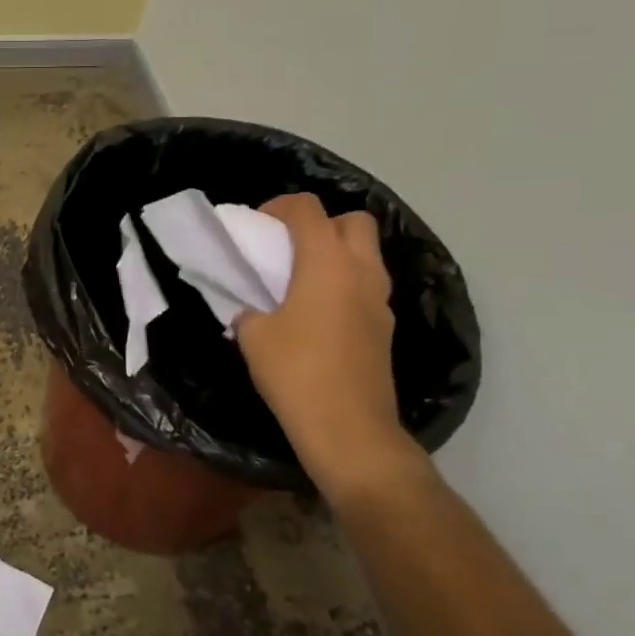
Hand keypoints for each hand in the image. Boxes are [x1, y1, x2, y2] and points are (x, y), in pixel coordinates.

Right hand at [236, 193, 411, 495]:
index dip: (279, 206)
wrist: (349, 429)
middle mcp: (361, 272)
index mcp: (326, 263)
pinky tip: (317, 314)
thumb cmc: (296, 372)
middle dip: (321, 223)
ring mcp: (380, 300)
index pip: (307, 209)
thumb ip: (250, 311)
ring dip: (336, 254)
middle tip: (289, 247)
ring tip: (302, 280)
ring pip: (366, 254)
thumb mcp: (253, 336)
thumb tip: (253, 312)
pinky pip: (366, 286)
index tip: (257, 225)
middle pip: (352, 221)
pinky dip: (345, 284)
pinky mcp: (385, 327)